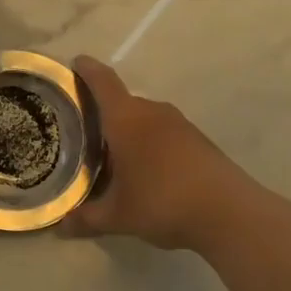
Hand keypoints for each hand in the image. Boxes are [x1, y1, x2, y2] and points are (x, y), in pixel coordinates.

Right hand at [63, 56, 249, 250]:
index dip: (87, 69)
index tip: (75, 63)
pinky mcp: (199, 139)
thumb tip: (60, 226)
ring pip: (145, 118)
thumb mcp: (118, 216)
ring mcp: (180, 124)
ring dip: (129, 131)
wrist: (230, 213)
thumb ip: (86, 218)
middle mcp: (152, 111)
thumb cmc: (162, 202)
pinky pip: (164, 133)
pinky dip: (151, 143)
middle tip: (84, 132)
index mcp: (126, 118)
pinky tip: (148, 170)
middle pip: (122, 101)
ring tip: (114, 156)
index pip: (102, 81)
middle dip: (103, 113)